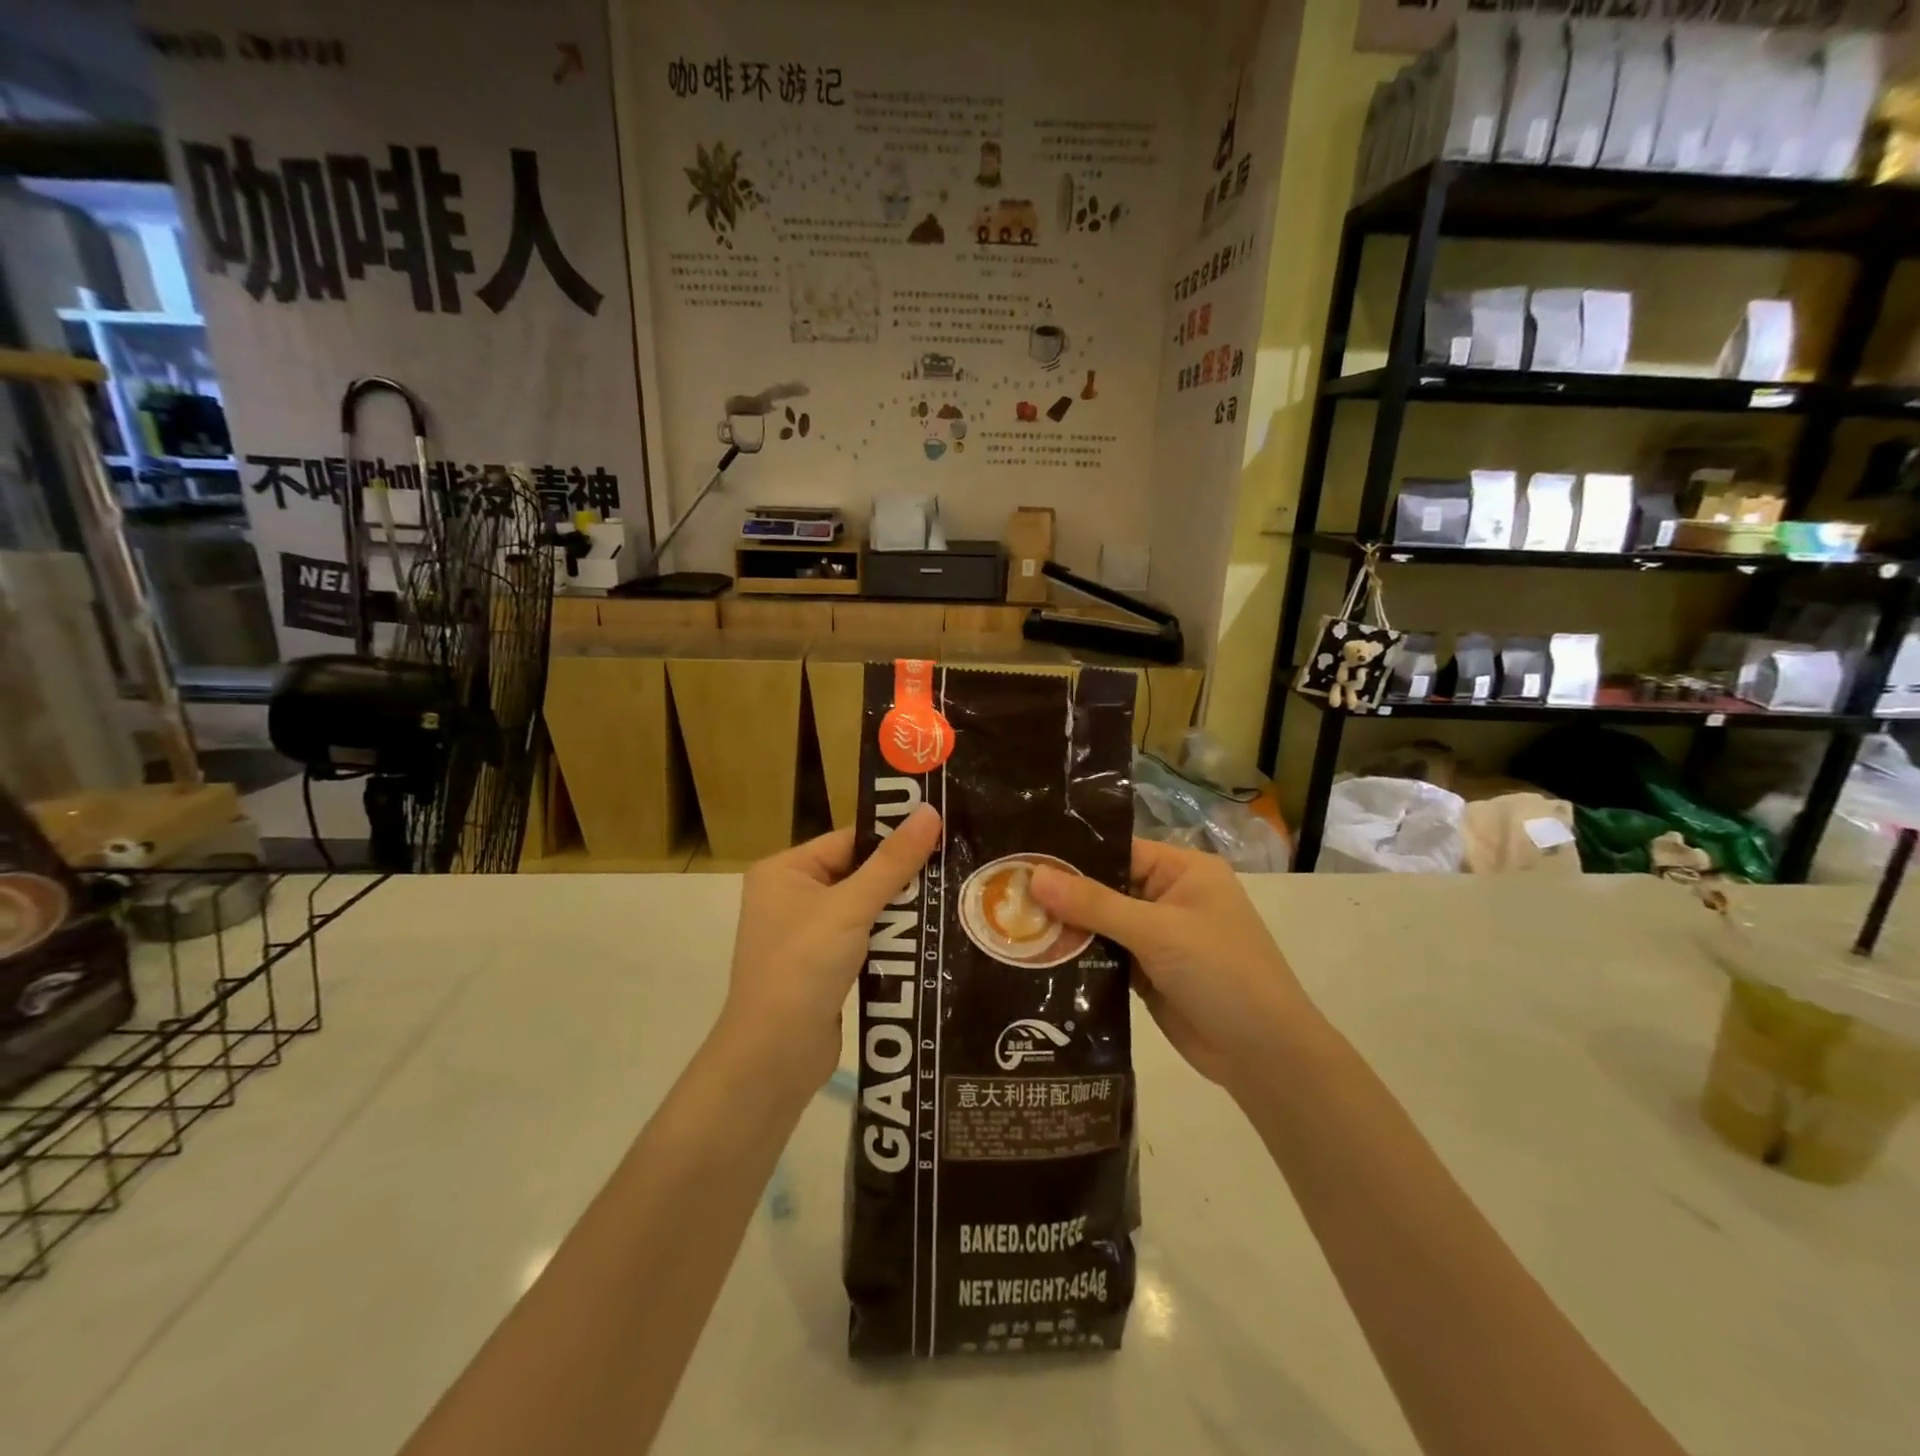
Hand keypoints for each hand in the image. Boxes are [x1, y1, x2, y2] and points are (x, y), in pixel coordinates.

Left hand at [720, 805, 942, 1092]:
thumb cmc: (803, 967)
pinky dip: (891, 938)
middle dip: (902, 877)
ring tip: (952, 899)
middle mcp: (791, 896)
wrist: (773, 1058)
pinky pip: (864, 939)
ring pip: (865, 908)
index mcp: (784, 870)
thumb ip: (893, 862)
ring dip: (901, 909)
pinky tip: (929, 936)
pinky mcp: (823, 967)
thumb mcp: (850, 908)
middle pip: (859, 873)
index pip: (849, 840)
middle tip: (955, 867)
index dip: (894, 838)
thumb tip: (929, 811)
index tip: (942, 834)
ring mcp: (806, 934)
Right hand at [1029, 839, 1314, 1094]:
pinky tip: (1036, 959)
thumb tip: (1034, 875)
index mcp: (1183, 871)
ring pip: (1101, 924)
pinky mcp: (1147, 974)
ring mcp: (1158, 938)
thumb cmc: (1221, 973)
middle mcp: (1169, 898)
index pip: (1118, 851)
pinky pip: (1105, 957)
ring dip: (1066, 929)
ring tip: (1009, 925)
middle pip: (1105, 888)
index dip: (1073, 856)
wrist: (1264, 1056)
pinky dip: (1078, 958)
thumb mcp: (1158, 931)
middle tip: (1003, 894)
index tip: (1022, 860)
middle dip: (1062, 895)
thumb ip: (1095, 904)